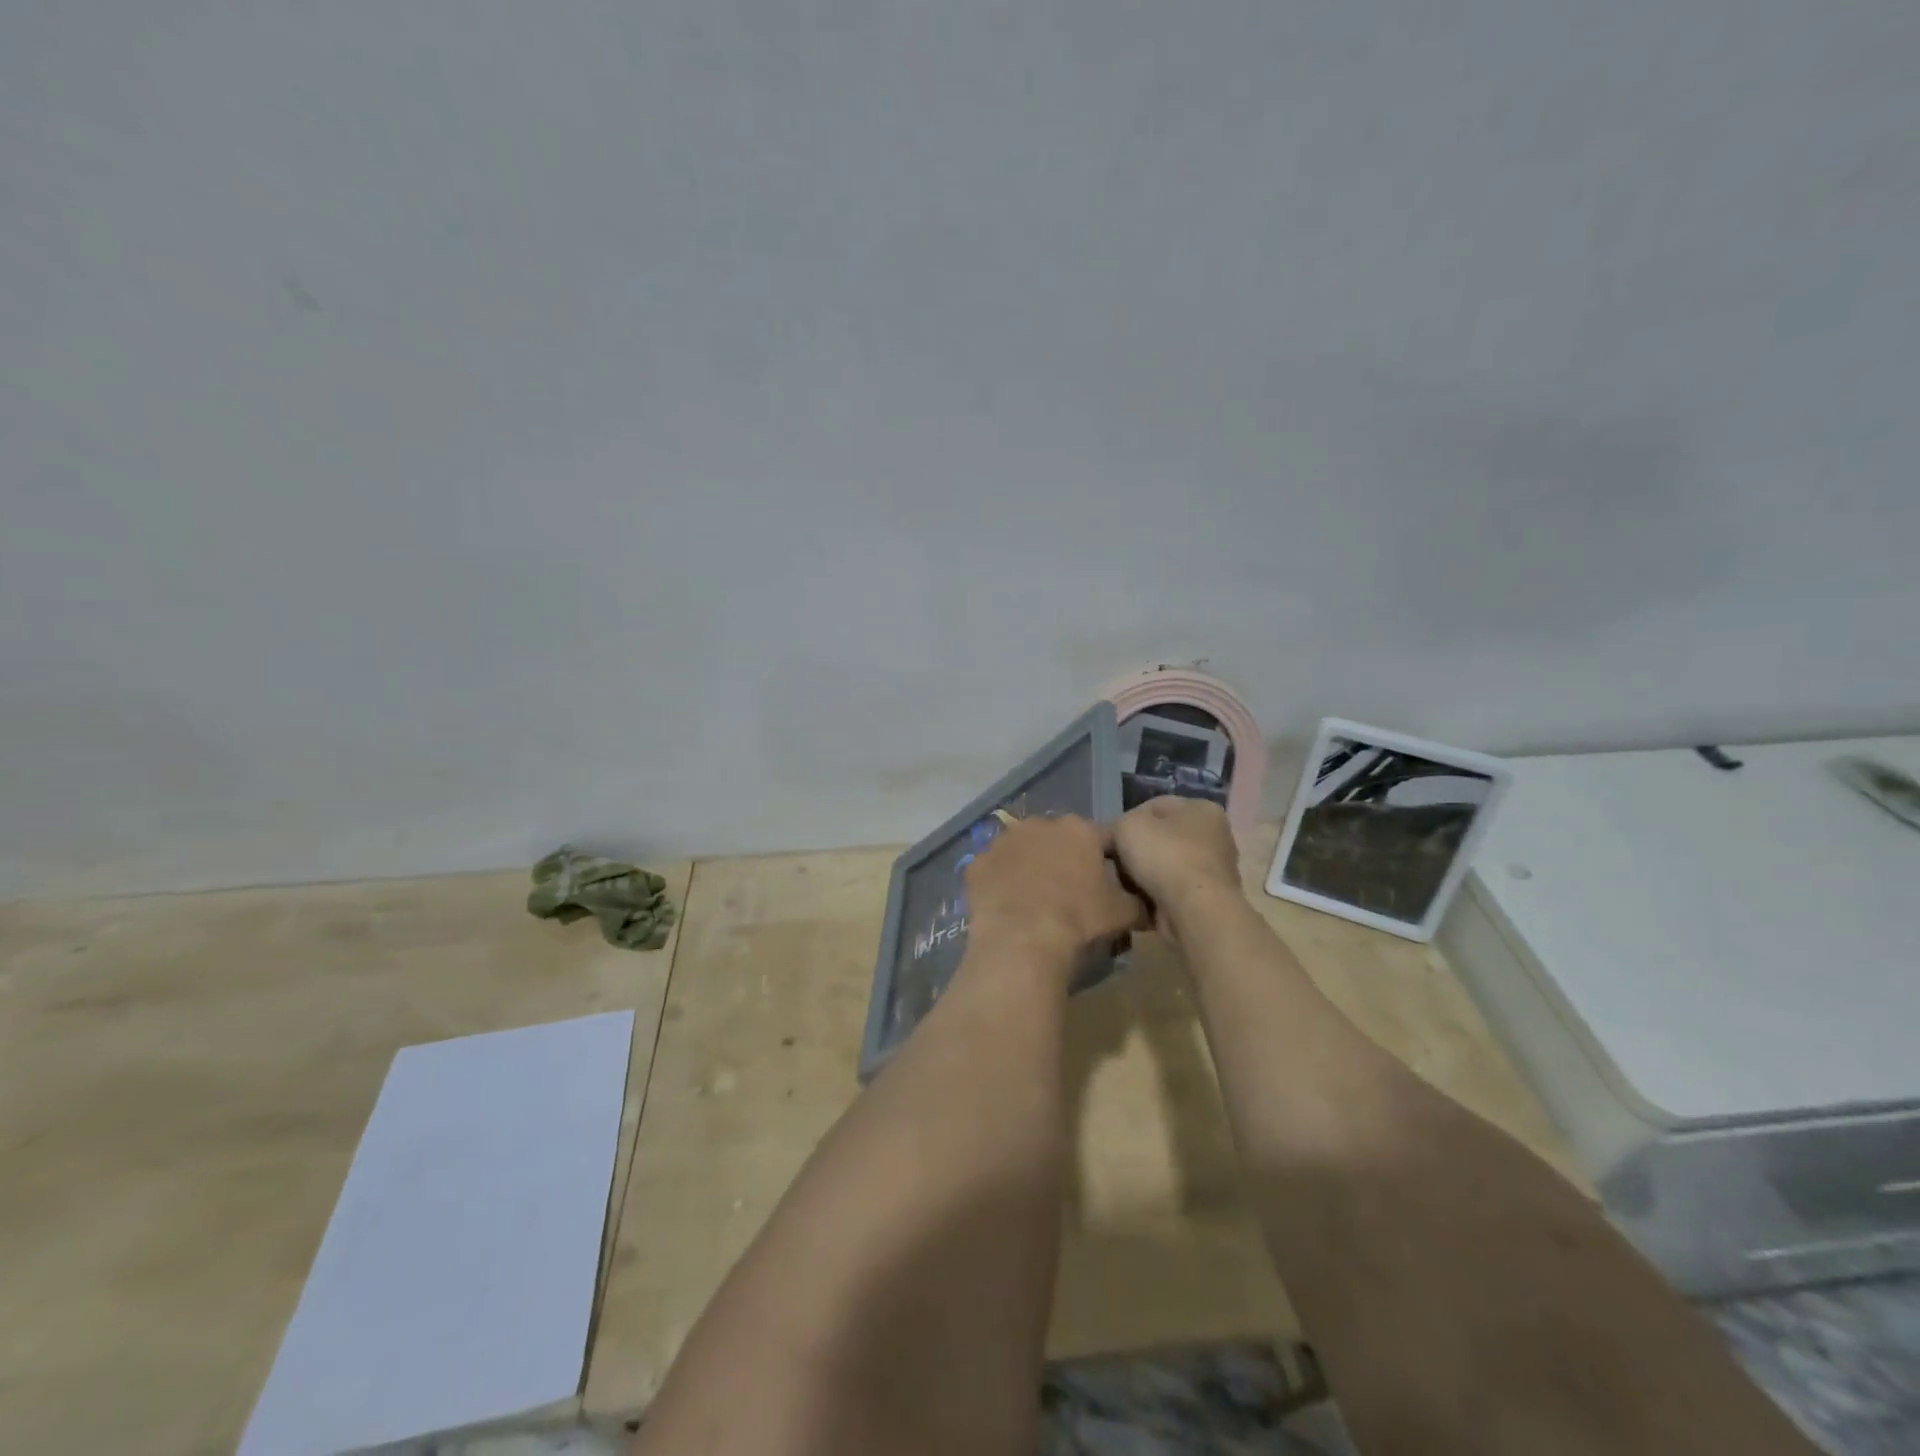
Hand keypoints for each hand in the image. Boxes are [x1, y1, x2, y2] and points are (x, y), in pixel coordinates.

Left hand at [963, 815, 1145, 969]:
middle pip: (1059, 839)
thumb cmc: (1079, 920)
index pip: (1102, 838)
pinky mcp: (978, 863)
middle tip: (1070, 891)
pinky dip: (1000, 882)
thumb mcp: (1123, 913)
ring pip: (1023, 850)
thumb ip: (1139, 902)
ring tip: (1035, 899)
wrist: (1023, 940)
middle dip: (1064, 858)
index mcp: (1079, 830)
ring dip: (1029, 866)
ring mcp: (1004, 841)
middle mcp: (1040, 825)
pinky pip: (994, 870)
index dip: (1108, 858)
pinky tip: (1007, 906)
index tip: (1108, 880)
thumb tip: (1148, 904)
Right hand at [1111, 797, 1243, 938]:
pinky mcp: (1208, 900)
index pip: (1154, 806)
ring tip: (1121, 884)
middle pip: (1161, 838)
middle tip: (1113, 862)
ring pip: (1165, 866)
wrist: (1195, 912)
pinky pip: (1171, 891)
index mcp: (1202, 809)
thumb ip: (1117, 826)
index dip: (1127, 820)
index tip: (1110, 839)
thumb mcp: (1127, 826)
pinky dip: (1155, 895)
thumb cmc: (1165, 857)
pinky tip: (1136, 900)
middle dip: (1136, 850)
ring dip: (1144, 875)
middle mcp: (1215, 836)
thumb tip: (1114, 839)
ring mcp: (1214, 870)